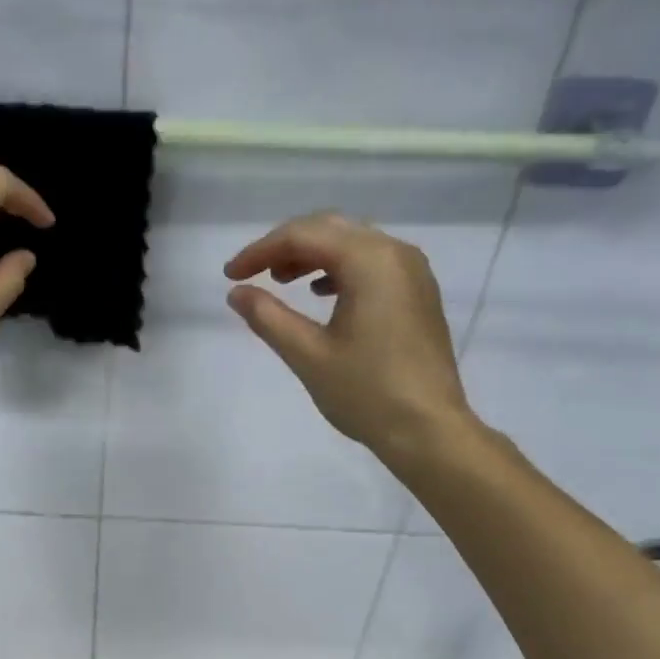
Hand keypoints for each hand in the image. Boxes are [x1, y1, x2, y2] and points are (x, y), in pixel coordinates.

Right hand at [225, 212, 476, 463]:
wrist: (428, 429)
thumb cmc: (366, 393)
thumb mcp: (308, 356)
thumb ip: (269, 317)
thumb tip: (236, 293)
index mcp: (369, 261)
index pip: (303, 236)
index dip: (260, 251)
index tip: (230, 275)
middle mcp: (395, 253)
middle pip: (330, 229)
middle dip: (286, 246)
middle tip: (252, 274)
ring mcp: (412, 272)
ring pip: (353, 244)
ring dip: (313, 255)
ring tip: (281, 282)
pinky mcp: (418, 293)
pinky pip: (372, 263)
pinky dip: (340, 269)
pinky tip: (322, 293)